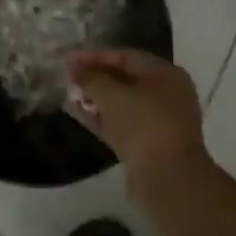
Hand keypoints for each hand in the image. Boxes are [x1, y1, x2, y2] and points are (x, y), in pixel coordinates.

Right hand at [65, 48, 207, 176]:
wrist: (167, 179)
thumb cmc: (144, 125)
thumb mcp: (113, 95)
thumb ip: (91, 78)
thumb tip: (75, 68)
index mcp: (166, 75)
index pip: (126, 57)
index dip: (95, 55)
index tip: (68, 57)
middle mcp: (165, 95)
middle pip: (124, 79)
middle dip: (95, 76)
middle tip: (67, 74)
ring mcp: (156, 122)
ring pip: (120, 103)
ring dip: (94, 97)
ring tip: (67, 91)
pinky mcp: (145, 145)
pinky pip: (118, 123)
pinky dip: (98, 117)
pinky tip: (73, 111)